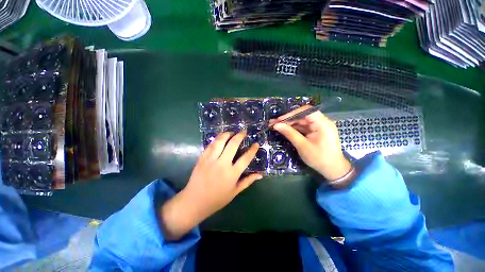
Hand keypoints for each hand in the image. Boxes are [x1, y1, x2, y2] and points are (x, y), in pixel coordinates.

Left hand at [159, 131, 261, 239]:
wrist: (194, 201)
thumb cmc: (217, 199)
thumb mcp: (235, 191)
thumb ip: (248, 181)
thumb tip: (260, 174)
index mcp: (232, 174)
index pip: (246, 158)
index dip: (252, 150)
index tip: (256, 144)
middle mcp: (222, 164)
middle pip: (233, 145)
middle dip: (240, 136)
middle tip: (243, 131)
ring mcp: (211, 160)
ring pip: (220, 141)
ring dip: (227, 134)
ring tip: (231, 132)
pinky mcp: (202, 158)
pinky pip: (210, 145)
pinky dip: (216, 139)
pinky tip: (220, 138)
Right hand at [272, 105, 350, 180]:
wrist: (333, 170)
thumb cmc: (319, 158)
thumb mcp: (302, 146)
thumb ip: (289, 133)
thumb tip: (276, 125)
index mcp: (322, 123)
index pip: (306, 111)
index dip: (291, 114)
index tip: (279, 119)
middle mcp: (321, 122)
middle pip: (302, 116)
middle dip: (288, 119)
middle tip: (274, 123)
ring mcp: (318, 127)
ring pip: (301, 121)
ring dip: (289, 124)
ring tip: (276, 126)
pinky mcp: (315, 132)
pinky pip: (303, 127)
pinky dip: (294, 129)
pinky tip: (284, 130)